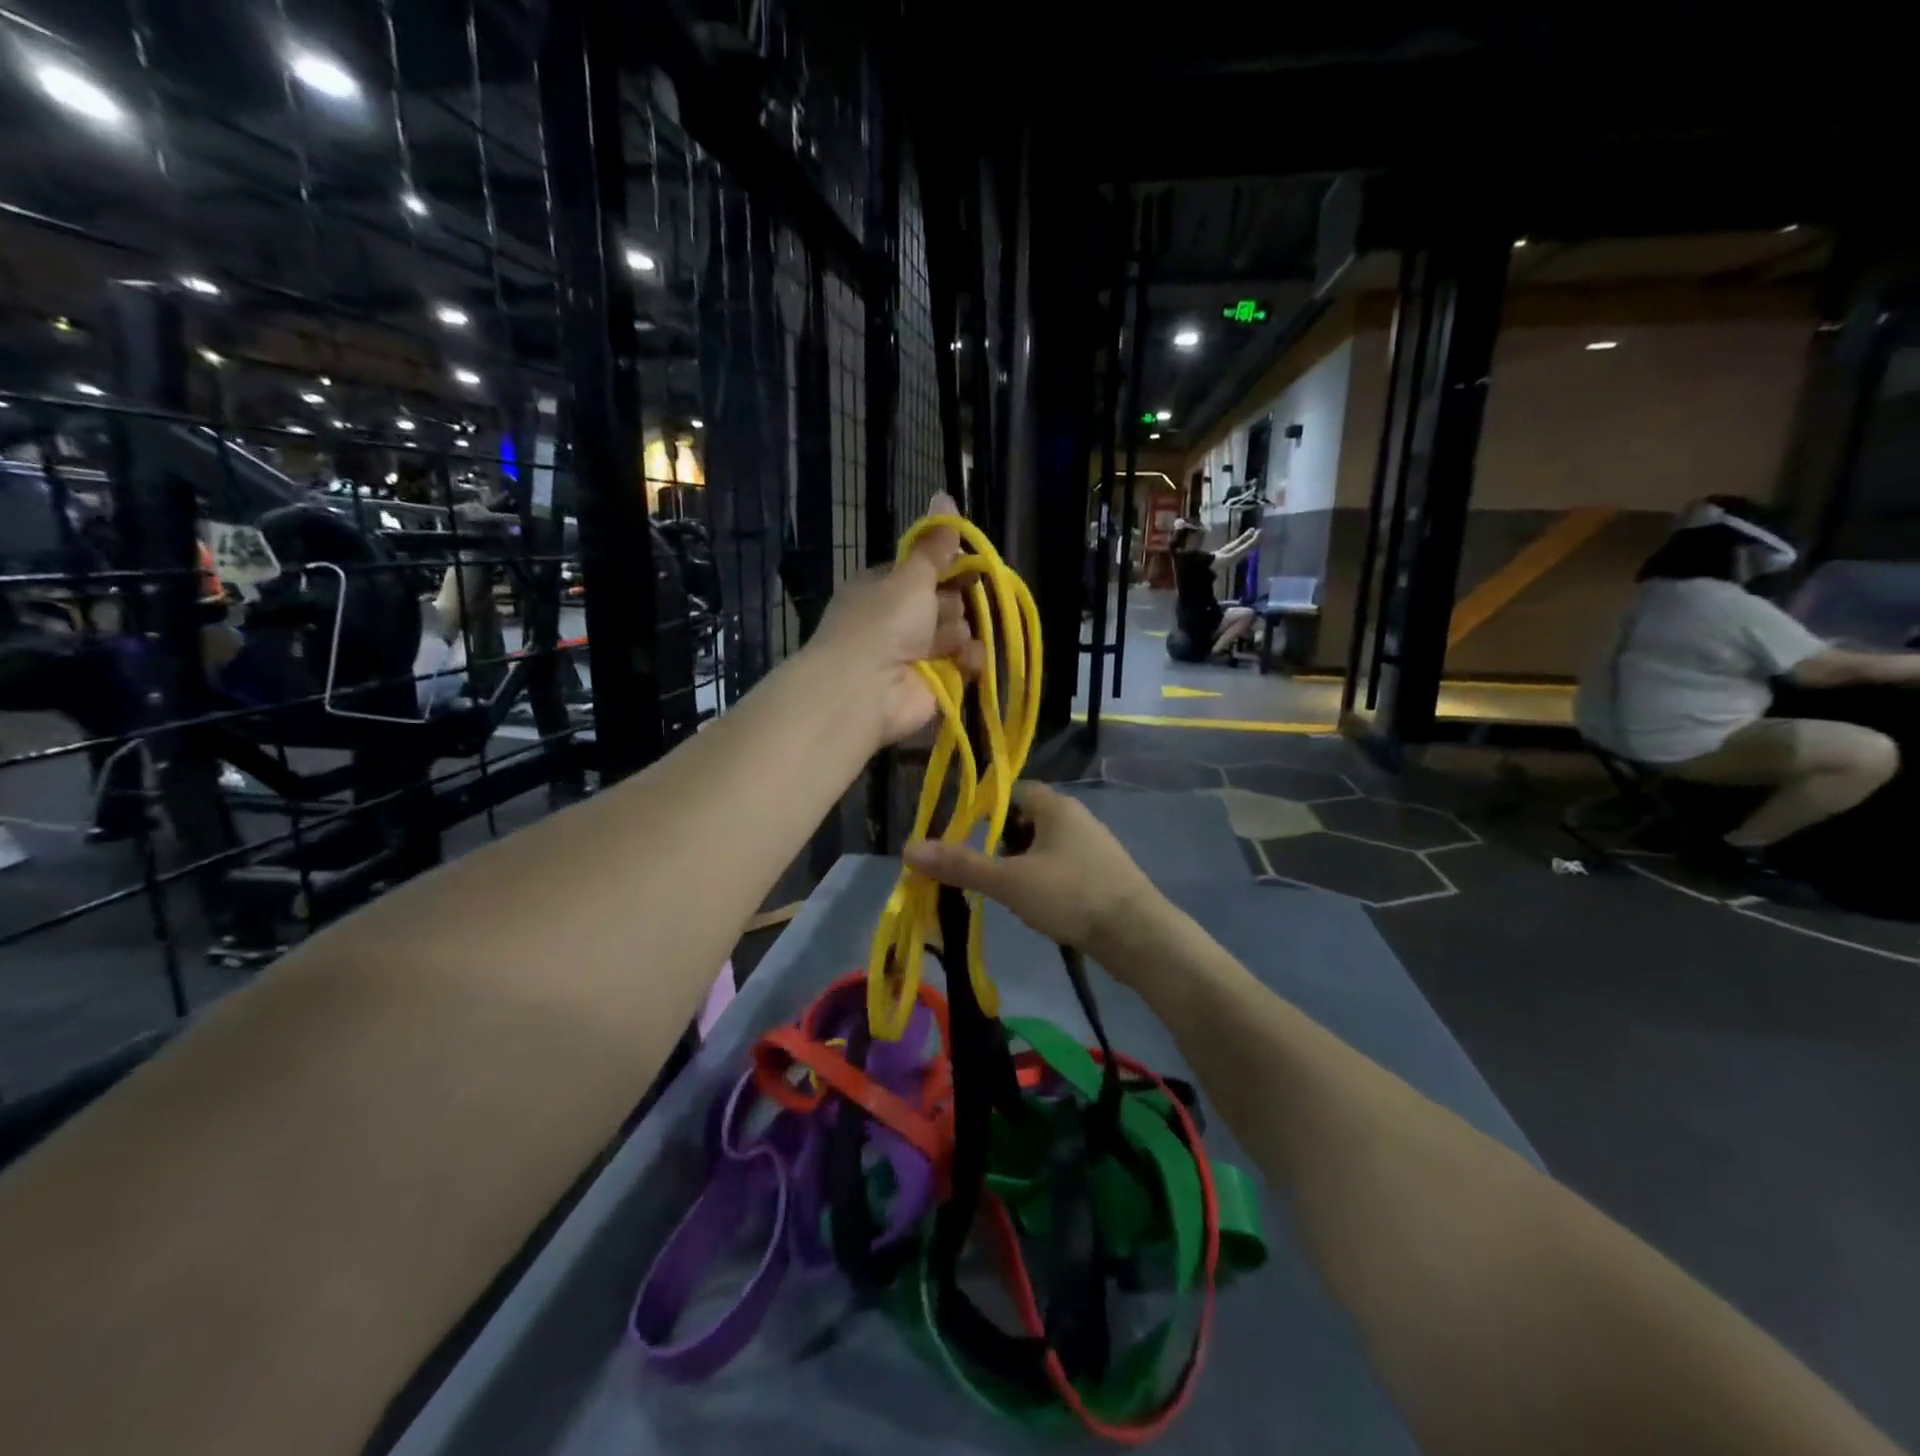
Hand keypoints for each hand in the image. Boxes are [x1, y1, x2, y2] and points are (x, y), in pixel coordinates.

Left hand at [809, 493, 980, 746]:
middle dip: (954, 603)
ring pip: (956, 633)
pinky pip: (963, 664)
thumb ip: (934, 545)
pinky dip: (968, 662)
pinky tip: (965, 662)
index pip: (923, 570)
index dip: (947, 566)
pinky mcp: (934, 683)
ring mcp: (915, 654)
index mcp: (883, 587)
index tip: (969, 563)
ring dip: (960, 634)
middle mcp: (898, 619)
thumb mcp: (910, 575)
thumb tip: (944, 495)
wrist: (866, 687)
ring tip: (949, 642)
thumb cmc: (883, 622)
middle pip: (944, 602)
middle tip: (945, 608)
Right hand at [901, 782, 1162, 973]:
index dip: (986, 810)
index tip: (964, 836)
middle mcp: (1077, 818)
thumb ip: (962, 865)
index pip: (1013, 791)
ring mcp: (1094, 846)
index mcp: (1055, 806)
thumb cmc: (1070, 895)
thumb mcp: (1009, 881)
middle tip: (981, 869)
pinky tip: (1037, 905)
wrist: (1138, 936)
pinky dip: (1044, 879)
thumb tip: (909, 848)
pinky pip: (1062, 866)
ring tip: (1004, 891)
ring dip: (1021, 863)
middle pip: (1026, 819)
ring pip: (1044, 846)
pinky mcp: (1104, 874)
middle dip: (1001, 842)